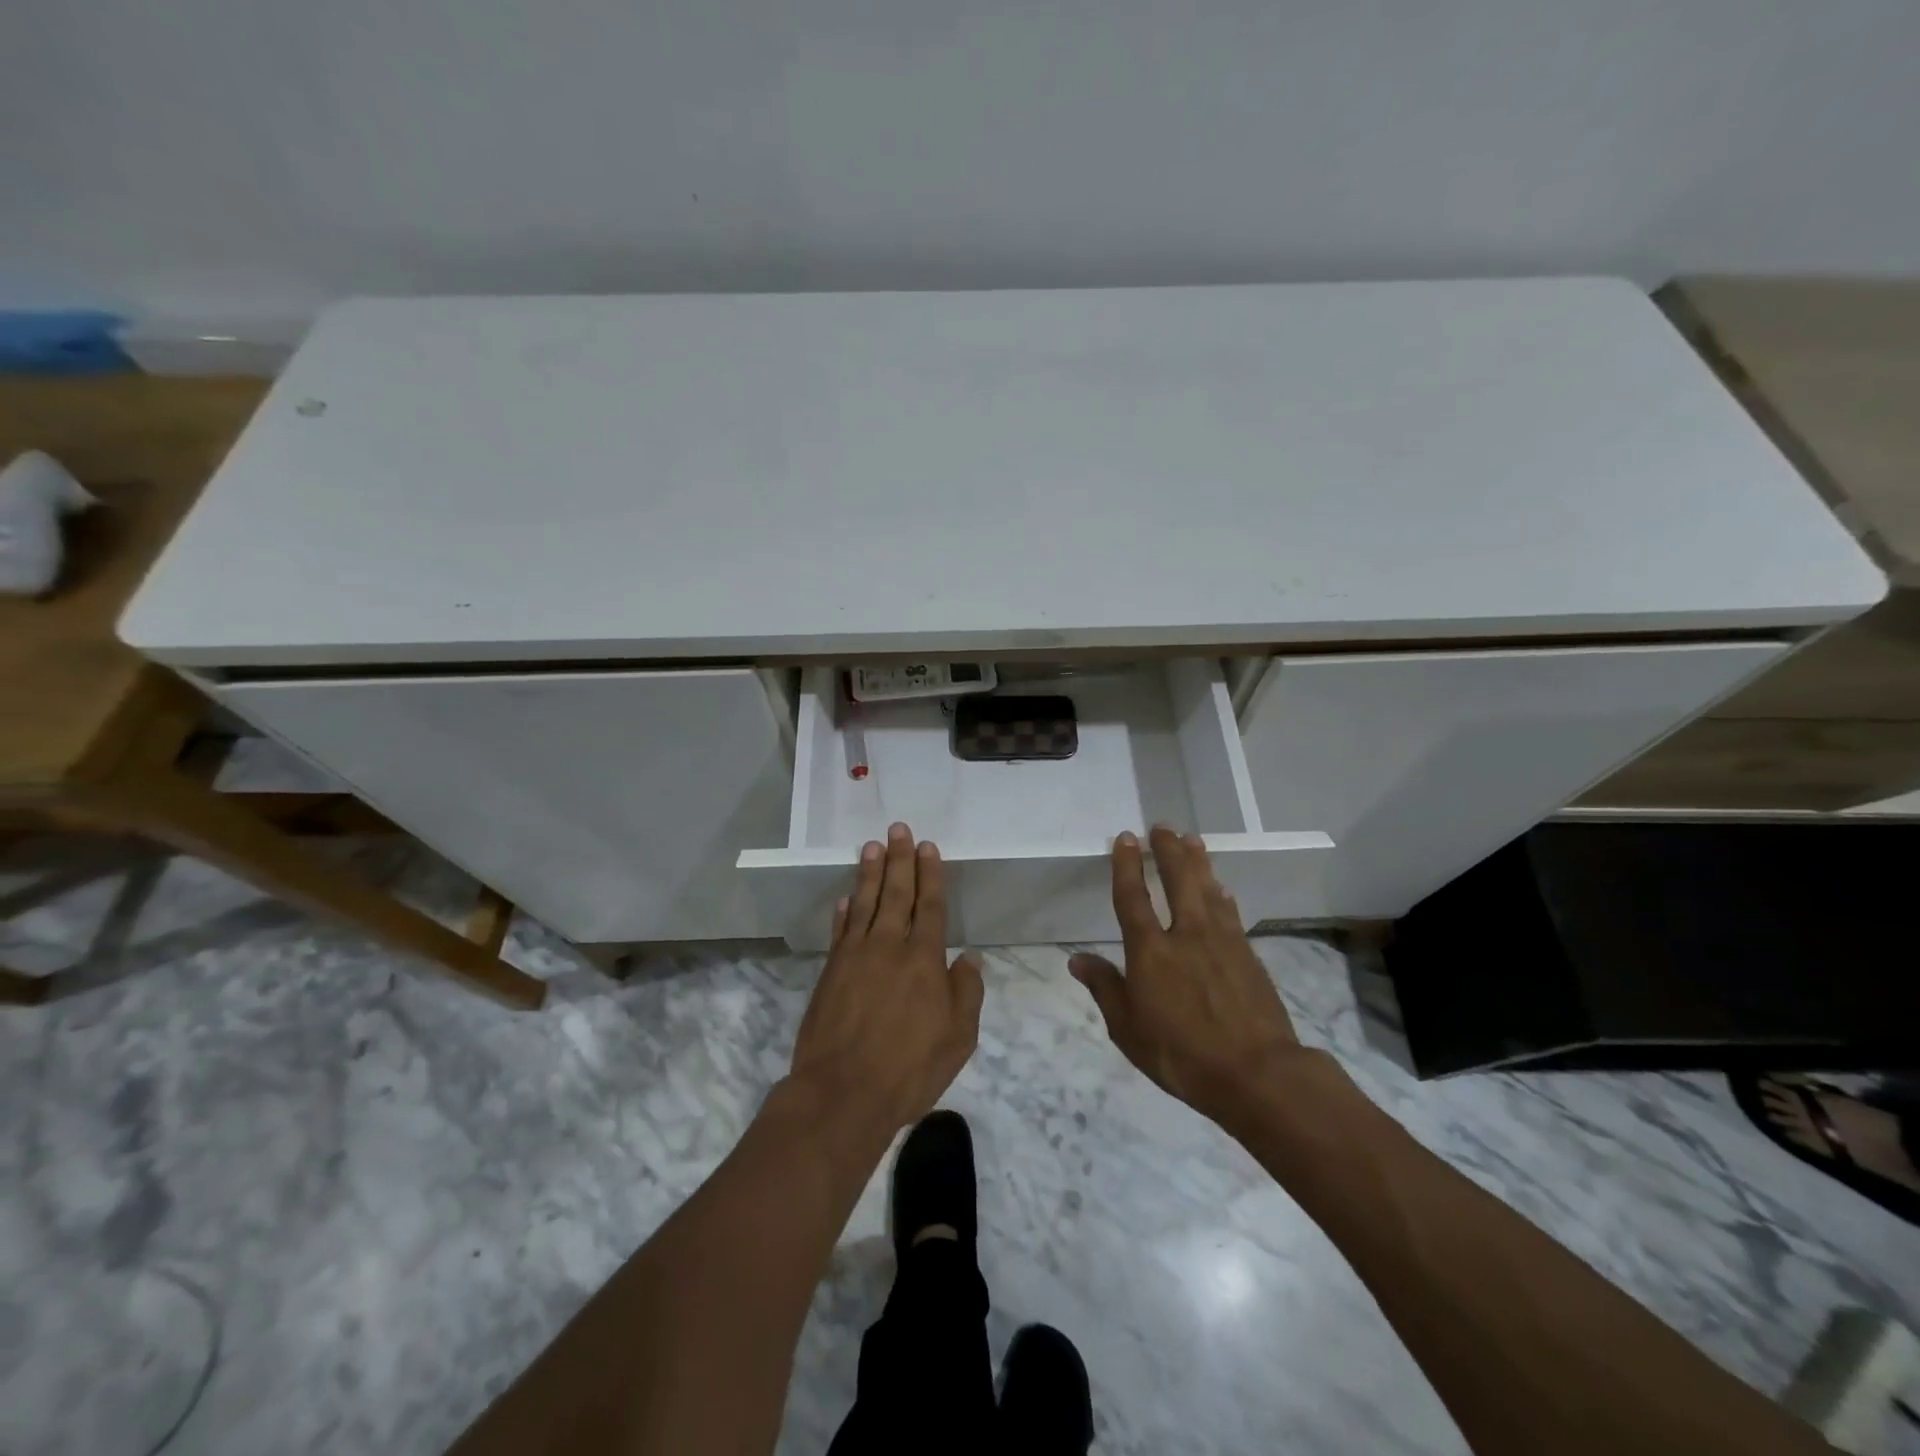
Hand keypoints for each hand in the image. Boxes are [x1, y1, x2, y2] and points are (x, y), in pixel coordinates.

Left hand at [789, 823, 984, 1133]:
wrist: (843, 1093)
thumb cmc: (909, 1069)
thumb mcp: (958, 1039)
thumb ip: (966, 993)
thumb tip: (969, 958)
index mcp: (924, 959)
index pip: (930, 906)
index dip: (930, 874)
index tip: (927, 847)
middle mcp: (889, 946)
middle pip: (896, 893)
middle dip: (899, 859)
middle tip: (898, 829)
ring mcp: (855, 957)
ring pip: (865, 903)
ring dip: (869, 873)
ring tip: (872, 846)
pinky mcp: (830, 972)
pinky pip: (840, 931)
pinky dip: (844, 911)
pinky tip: (846, 898)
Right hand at [1070, 827, 1306, 1125]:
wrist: (1257, 1074)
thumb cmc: (1181, 1055)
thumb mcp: (1128, 1030)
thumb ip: (1105, 989)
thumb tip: (1076, 959)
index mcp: (1150, 951)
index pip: (1133, 898)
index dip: (1127, 866)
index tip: (1126, 838)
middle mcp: (1186, 935)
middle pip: (1177, 881)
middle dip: (1168, 851)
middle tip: (1163, 827)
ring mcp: (1222, 942)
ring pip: (1207, 890)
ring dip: (1198, 862)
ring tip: (1192, 839)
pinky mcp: (1248, 955)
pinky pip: (1231, 913)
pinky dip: (1223, 895)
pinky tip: (1222, 888)